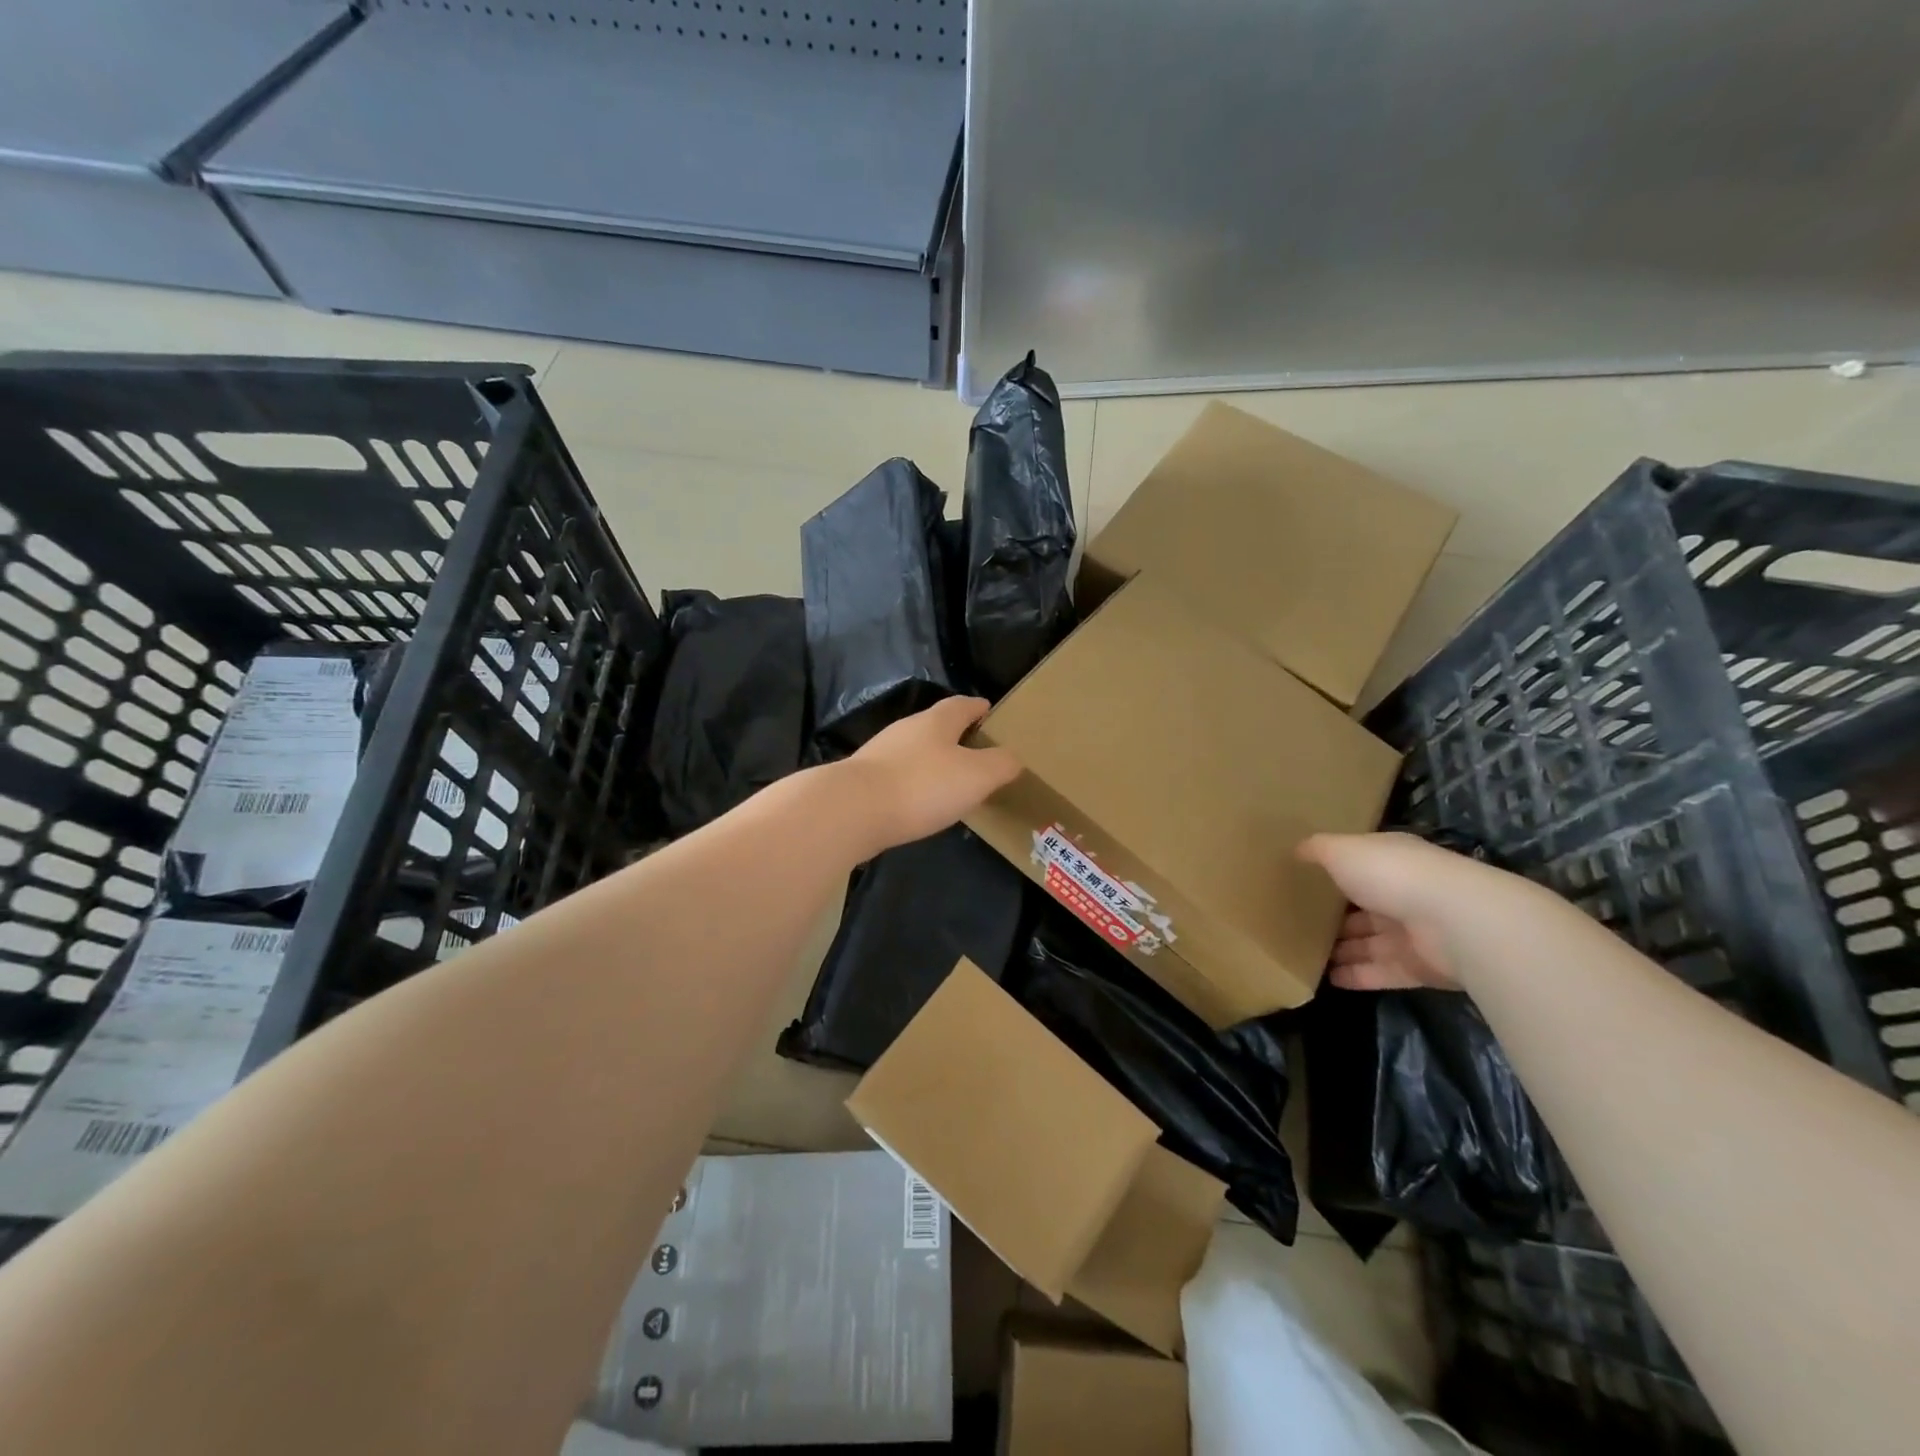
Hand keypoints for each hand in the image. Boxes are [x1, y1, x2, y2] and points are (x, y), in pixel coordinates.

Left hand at [842, 697, 1021, 853]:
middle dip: (955, 735)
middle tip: (976, 751)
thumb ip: (1000, 765)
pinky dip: (913, 783)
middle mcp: (906, 729)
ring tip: (950, 780)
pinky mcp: (863, 780)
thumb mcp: (976, 776)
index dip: (978, 707)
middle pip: (936, 725)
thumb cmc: (922, 786)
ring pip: (914, 751)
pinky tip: (919, 802)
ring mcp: (880, 754)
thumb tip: (1013, 757)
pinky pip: (898, 775)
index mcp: (936, 721)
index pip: (962, 705)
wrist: (852, 810)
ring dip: (933, 761)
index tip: (989, 711)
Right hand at [1298, 832, 1486, 990]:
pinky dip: (1356, 976)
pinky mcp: (1418, 968)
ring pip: (1369, 942)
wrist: (1453, 922)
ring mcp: (1412, 933)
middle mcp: (1403, 894)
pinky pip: (1380, 972)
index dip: (1333, 873)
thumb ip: (1317, 849)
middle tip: (1297, 924)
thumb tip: (1295, 849)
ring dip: (1341, 949)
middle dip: (1335, 917)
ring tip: (1303, 954)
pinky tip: (1326, 979)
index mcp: (1389, 861)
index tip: (1303, 882)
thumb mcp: (1342, 850)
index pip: (1358, 866)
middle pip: (1363, 908)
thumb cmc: (1391, 874)